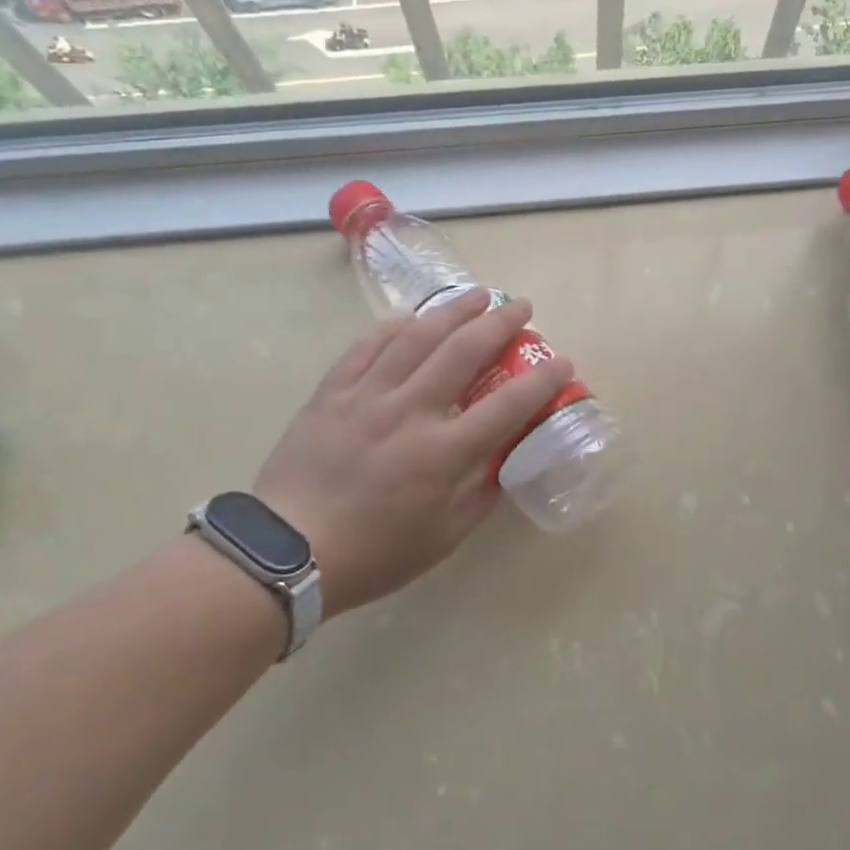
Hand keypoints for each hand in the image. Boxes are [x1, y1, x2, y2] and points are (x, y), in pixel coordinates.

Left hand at [253, 287, 572, 616]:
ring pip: (415, 338)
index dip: (541, 379)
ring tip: (476, 296)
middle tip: (520, 307)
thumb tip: (501, 461)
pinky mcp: (331, 394)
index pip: (508, 404)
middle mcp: (410, 412)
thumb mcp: (445, 536)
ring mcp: (366, 397)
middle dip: (499, 323)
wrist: (286, 552)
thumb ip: (481, 494)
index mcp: (443, 453)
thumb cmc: (376, 553)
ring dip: (452, 311)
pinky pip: (365, 347)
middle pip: (463, 352)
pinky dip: (392, 327)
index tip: (562, 361)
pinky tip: (409, 318)